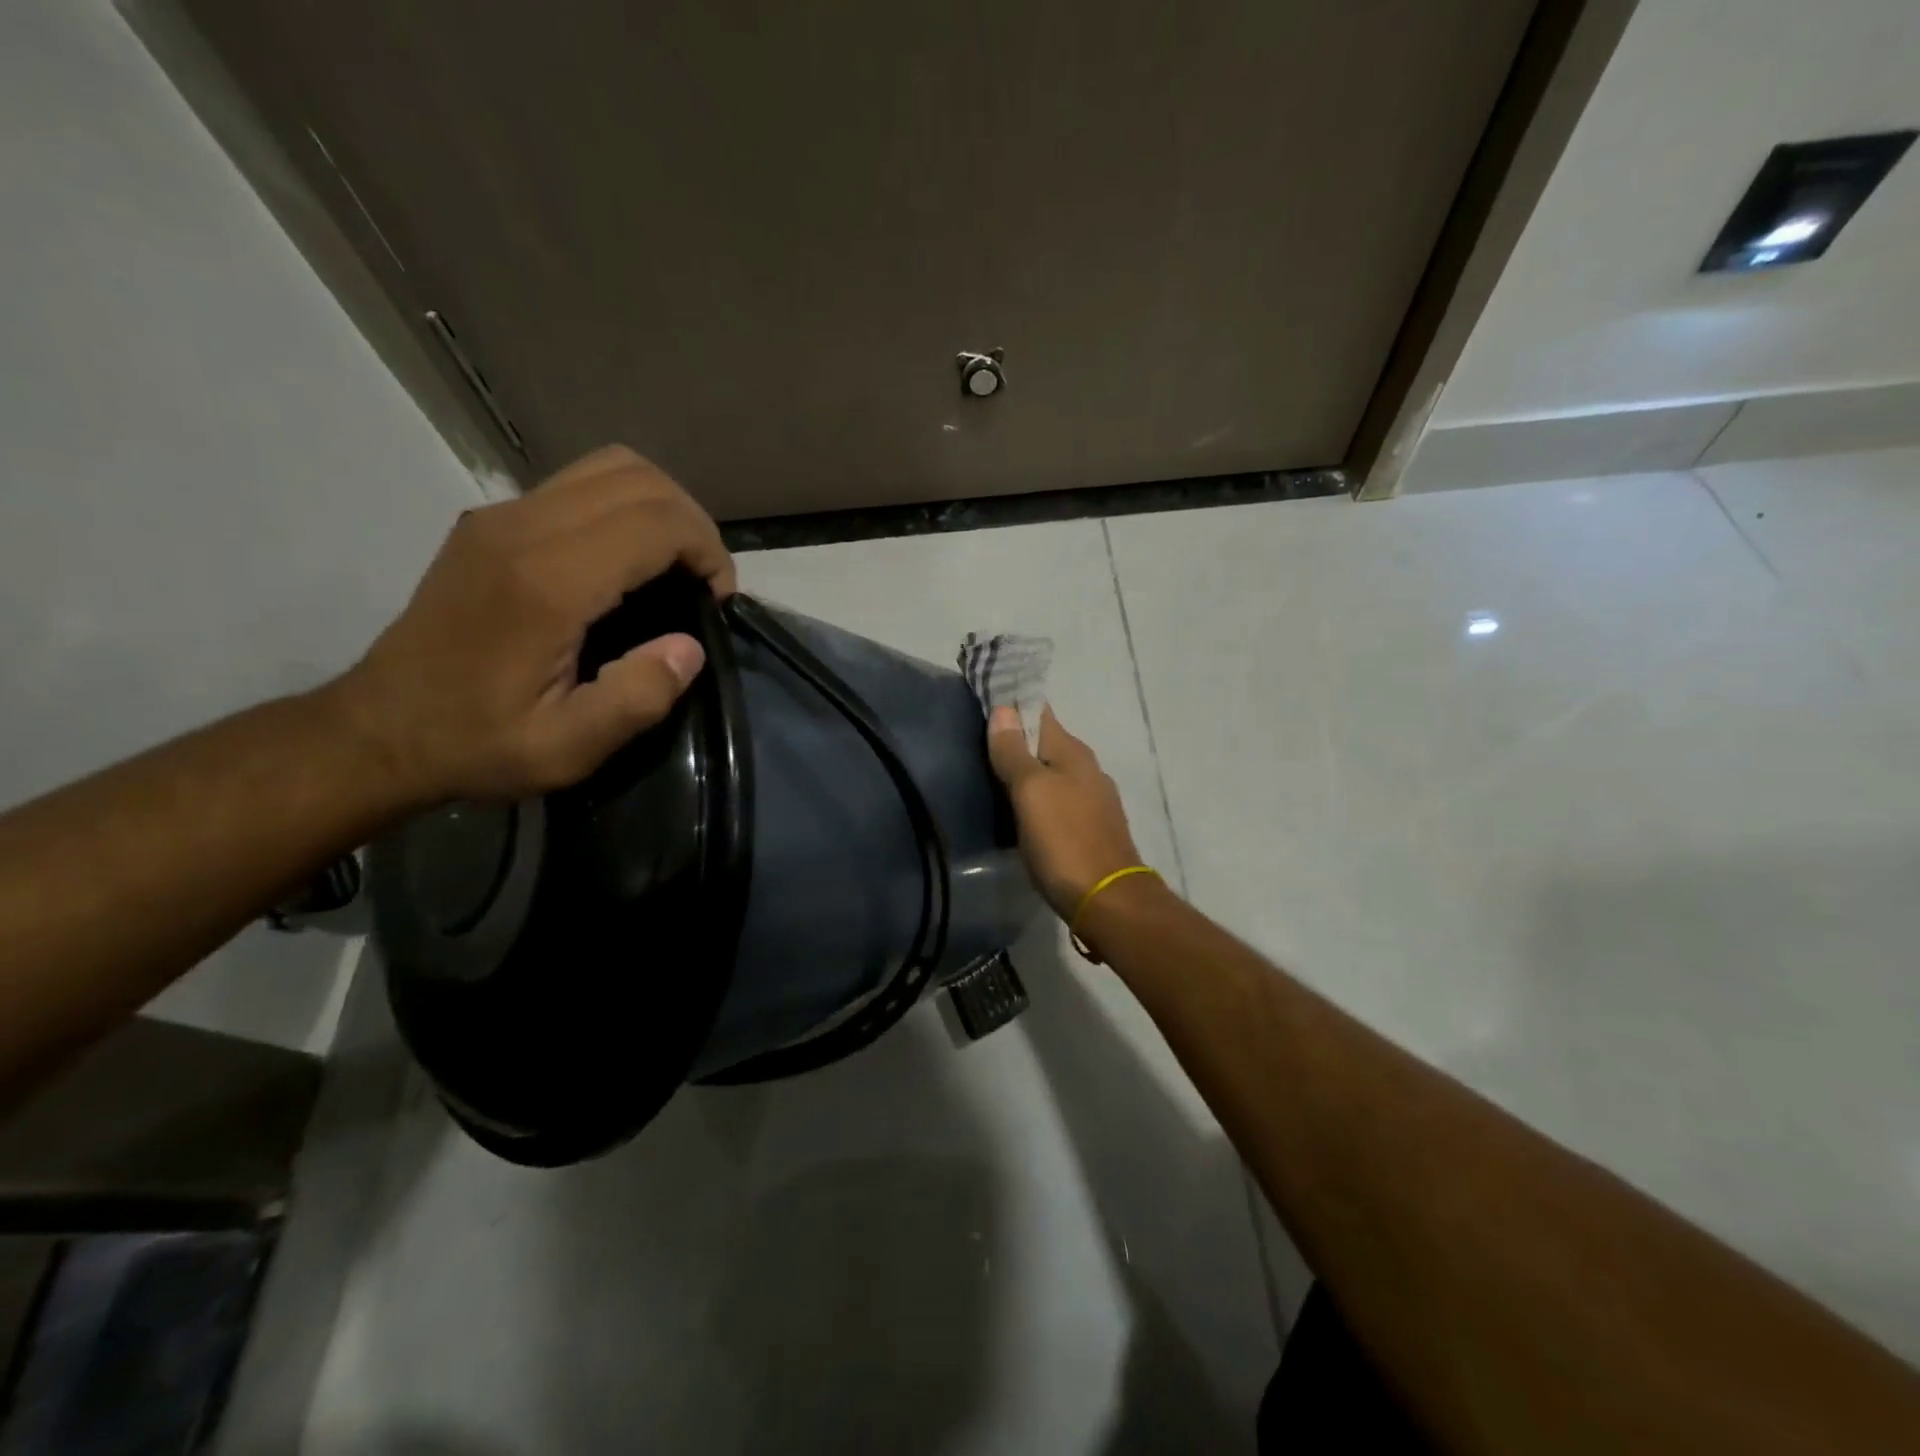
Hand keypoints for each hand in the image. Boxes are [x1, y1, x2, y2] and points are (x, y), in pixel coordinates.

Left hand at [333, 445, 735, 804]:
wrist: (380, 730)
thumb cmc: (477, 743)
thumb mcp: (567, 749)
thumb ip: (636, 699)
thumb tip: (689, 647)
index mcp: (546, 583)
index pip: (655, 521)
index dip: (707, 552)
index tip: (716, 601)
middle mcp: (522, 529)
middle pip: (639, 478)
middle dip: (692, 524)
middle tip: (703, 582)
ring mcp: (501, 517)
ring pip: (610, 467)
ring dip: (660, 508)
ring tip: (673, 565)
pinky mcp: (491, 522)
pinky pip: (579, 485)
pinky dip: (625, 508)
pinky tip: (628, 562)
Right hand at [986, 704, 1144, 918]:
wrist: (1107, 901)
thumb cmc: (1064, 840)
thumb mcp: (1031, 792)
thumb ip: (1015, 752)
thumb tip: (1004, 709)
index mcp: (1073, 753)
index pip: (1040, 712)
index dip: (1013, 704)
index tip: (983, 701)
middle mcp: (1087, 770)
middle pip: (1046, 743)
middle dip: (1017, 739)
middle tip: (977, 741)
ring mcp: (1093, 801)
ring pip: (1052, 774)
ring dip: (1027, 771)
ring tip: (992, 775)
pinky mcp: (1091, 829)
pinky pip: (1058, 801)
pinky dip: (1037, 798)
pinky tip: (1020, 811)